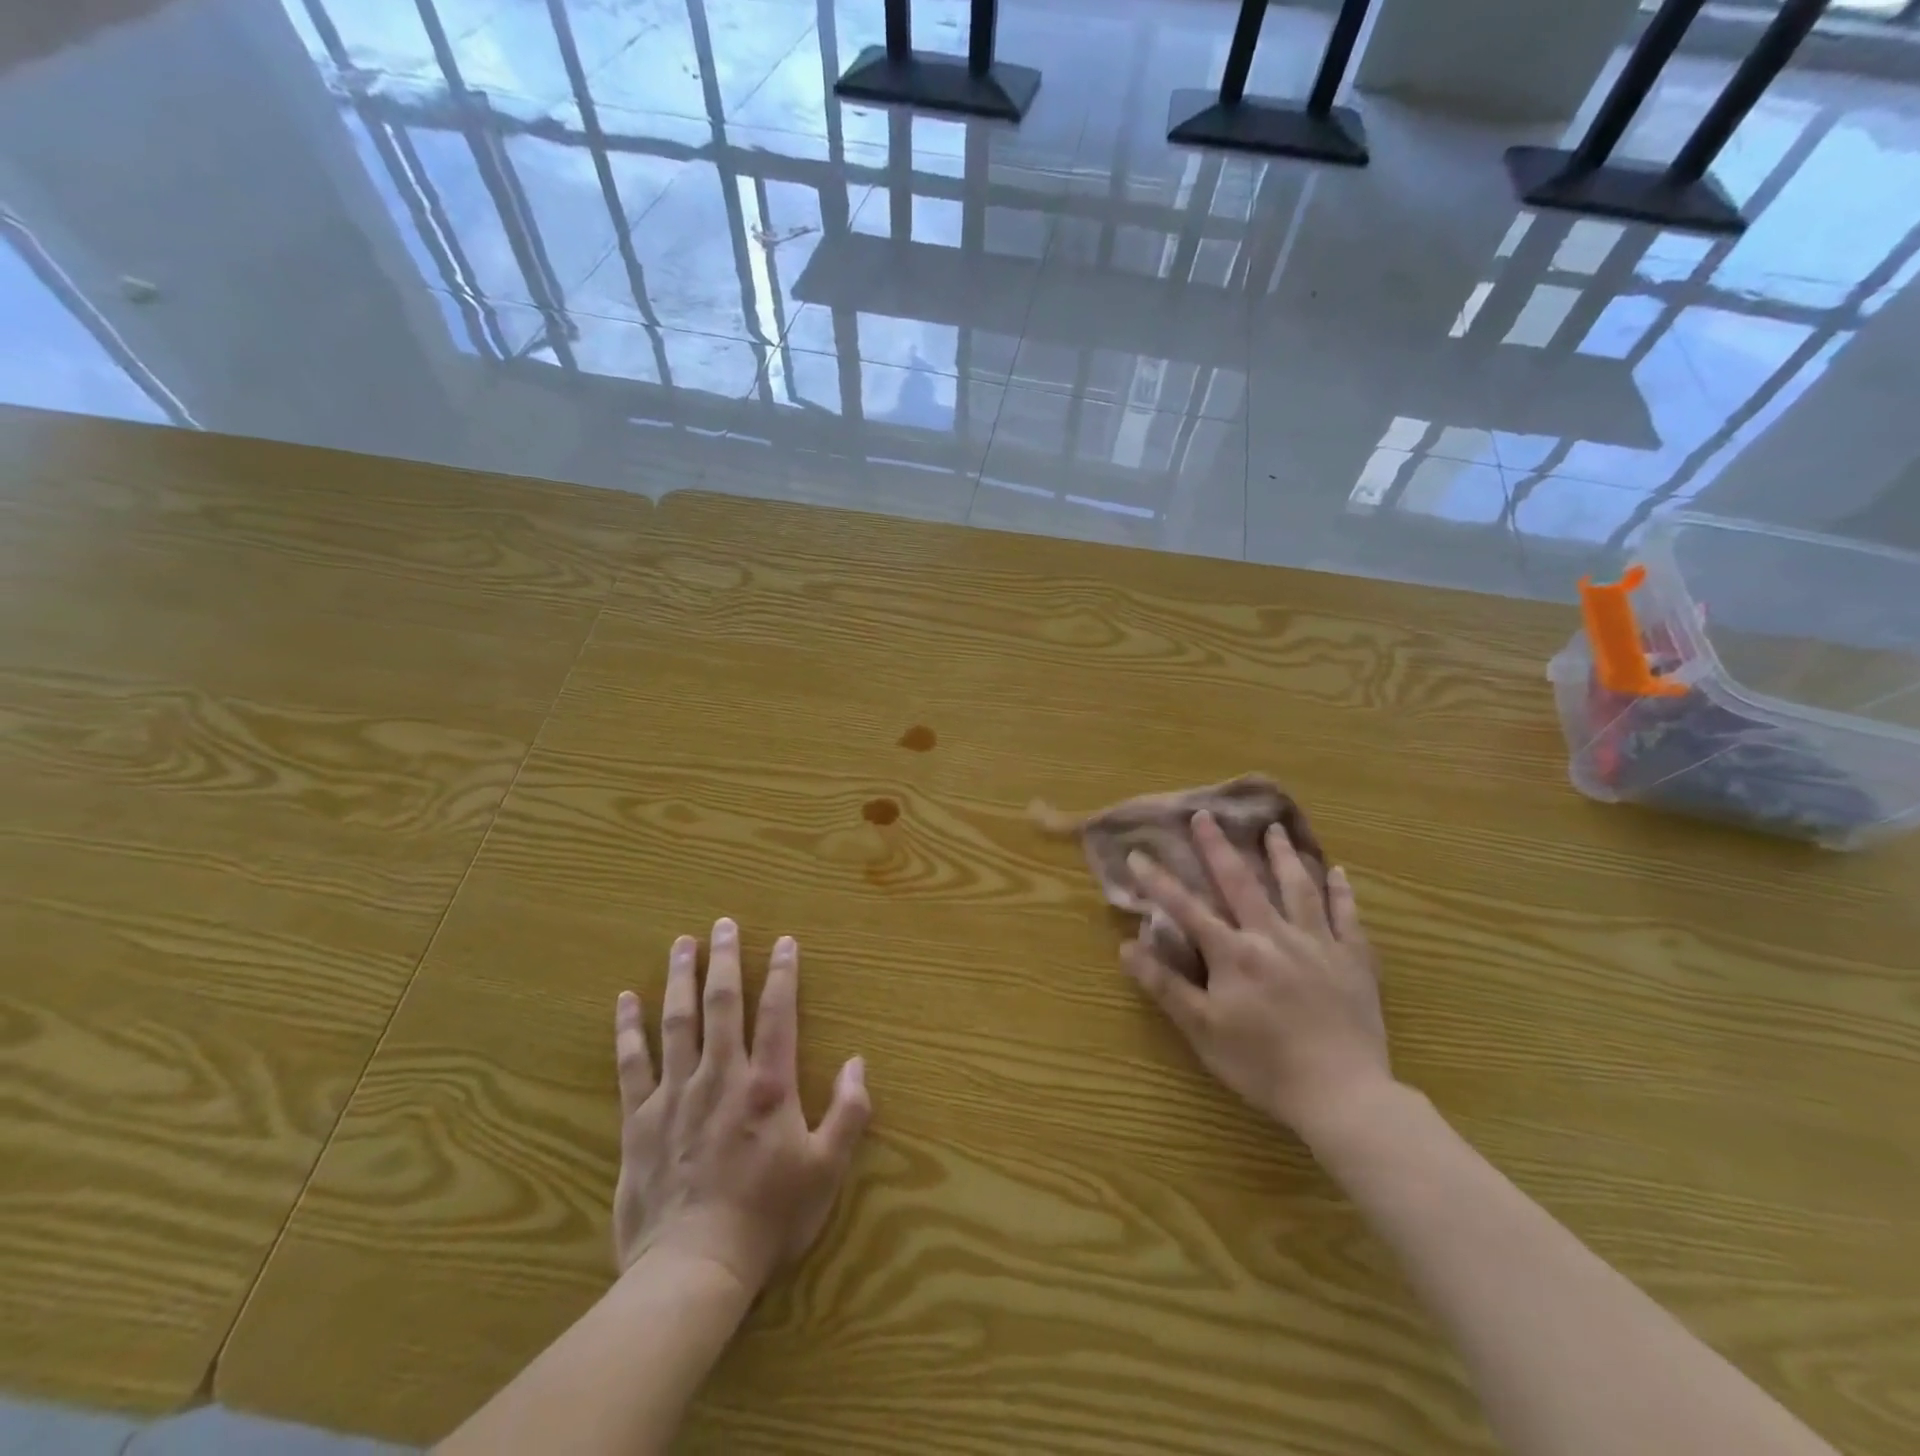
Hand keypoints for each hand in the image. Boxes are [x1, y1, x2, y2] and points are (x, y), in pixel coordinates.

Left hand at [611, 918, 870, 1293]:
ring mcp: (675, 1095)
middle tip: (721, 924)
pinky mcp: (639, 1120)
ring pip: (677, 1021)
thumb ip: (848, 1112)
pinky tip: (624, 1000)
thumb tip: (858, 1062)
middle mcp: (721, 1076)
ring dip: (680, 978)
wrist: (693, 1269)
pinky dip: (628, 1029)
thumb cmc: (767, 1218)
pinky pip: (632, 1063)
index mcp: (768, 1085)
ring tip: (681, 944)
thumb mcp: (826, 1170)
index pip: (778, 1013)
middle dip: (725, 960)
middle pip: (722, 1004)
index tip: (783, 940)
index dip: (783, 973)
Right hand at [1121, 811, 1391, 1140]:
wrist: (1343, 1095)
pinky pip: (1347, 917)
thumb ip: (1166, 986)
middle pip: (1242, 882)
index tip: (1137, 853)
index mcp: (1235, 954)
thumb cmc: (1263, 1065)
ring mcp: (1318, 944)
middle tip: (1205, 815)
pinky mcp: (1354, 961)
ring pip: (1298, 888)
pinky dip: (1341, 892)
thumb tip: (1127, 947)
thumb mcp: (1203, 1030)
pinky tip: (1338, 872)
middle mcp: (1274, 936)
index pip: (1187, 909)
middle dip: (1218, 847)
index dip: (1158, 881)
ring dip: (1283, 855)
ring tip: (1273, 828)